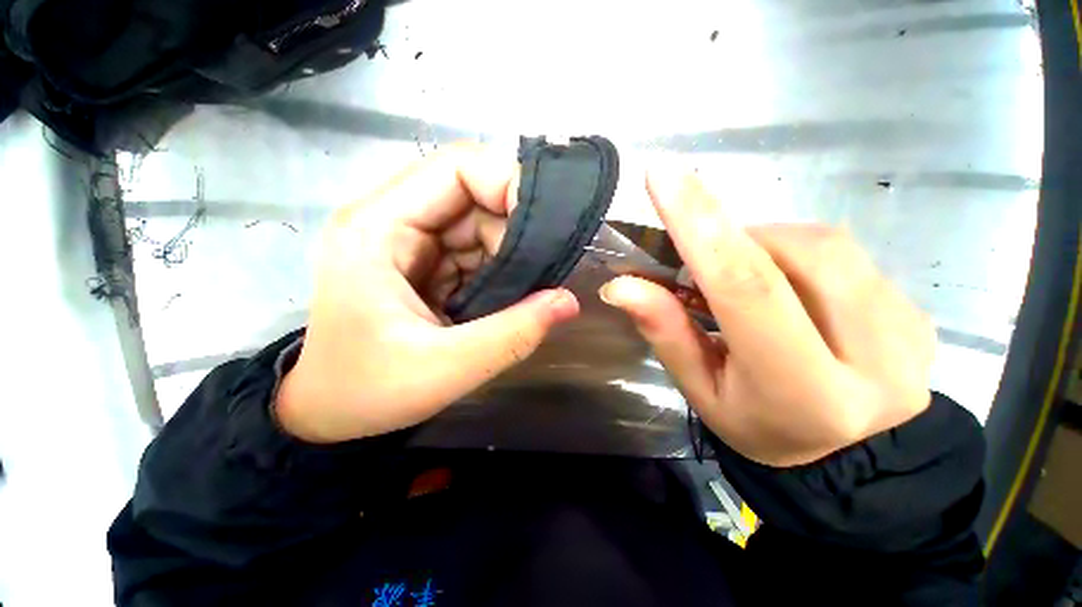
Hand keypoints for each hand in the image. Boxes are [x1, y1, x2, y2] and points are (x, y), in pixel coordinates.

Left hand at [276, 145, 579, 442]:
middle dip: (515, 228)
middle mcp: (391, 221)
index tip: (548, 226)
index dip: (508, 183)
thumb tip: (568, 301)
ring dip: (509, 253)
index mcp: (378, 228)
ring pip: (478, 222)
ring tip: (526, 290)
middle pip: (471, 194)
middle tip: (544, 268)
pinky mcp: (423, 262)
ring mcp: (408, 241)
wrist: (328, 411)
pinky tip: (508, 295)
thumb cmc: (368, 392)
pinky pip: (474, 249)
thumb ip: (512, 333)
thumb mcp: (445, 368)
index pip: (455, 169)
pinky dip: (498, 268)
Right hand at [600, 170, 933, 466]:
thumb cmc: (760, 428)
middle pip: (791, 251)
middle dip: (735, 240)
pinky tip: (791, 291)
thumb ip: (666, 332)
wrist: (856, 461)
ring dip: (765, 246)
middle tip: (707, 266)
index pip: (746, 286)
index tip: (664, 176)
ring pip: (821, 244)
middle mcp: (872, 355)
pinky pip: (845, 255)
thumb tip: (622, 285)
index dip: (701, 225)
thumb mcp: (702, 389)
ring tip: (747, 283)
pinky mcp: (915, 310)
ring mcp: (907, 328)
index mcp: (803, 389)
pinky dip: (797, 257)